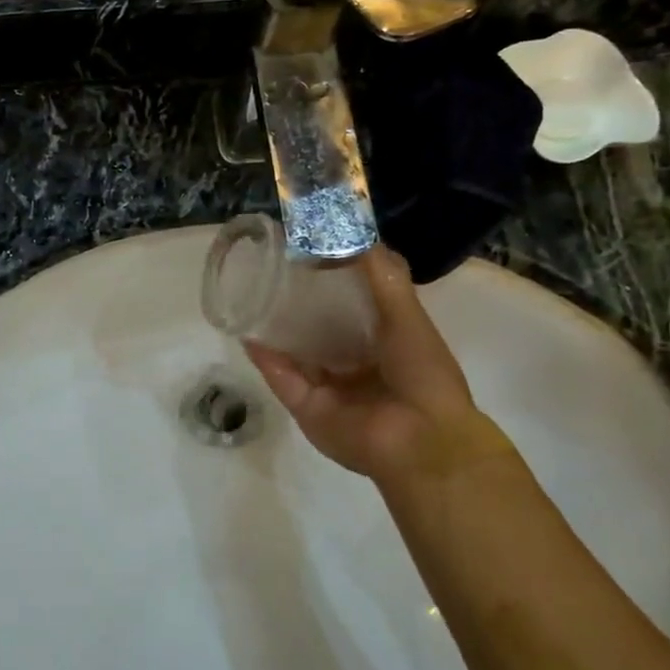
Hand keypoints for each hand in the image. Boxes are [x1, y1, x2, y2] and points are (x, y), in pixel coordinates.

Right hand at [246, 246, 516, 483]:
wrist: (421, 439)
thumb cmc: (421, 371)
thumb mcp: (406, 313)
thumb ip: (381, 274)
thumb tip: (351, 230)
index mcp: (384, 344)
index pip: (352, 307)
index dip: (332, 281)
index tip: (309, 252)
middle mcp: (354, 365)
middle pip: (318, 331)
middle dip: (297, 306)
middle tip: (272, 271)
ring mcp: (328, 388)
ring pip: (295, 354)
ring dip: (275, 331)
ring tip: (252, 297)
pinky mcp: (307, 408)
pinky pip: (281, 379)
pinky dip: (265, 358)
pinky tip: (248, 334)